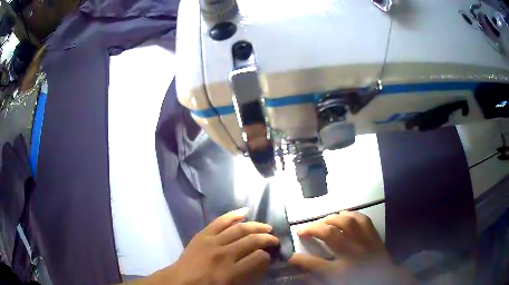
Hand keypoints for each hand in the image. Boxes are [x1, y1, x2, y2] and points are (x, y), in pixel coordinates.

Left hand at [141, 208, 277, 284]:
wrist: (181, 281)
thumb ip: (248, 274)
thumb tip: (262, 260)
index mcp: (230, 272)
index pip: (258, 258)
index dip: (267, 255)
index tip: (270, 255)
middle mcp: (223, 255)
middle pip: (251, 241)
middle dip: (266, 239)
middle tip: (274, 239)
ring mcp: (211, 242)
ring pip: (239, 229)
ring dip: (255, 226)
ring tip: (267, 227)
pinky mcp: (203, 234)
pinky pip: (220, 221)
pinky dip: (233, 215)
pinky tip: (245, 211)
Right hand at [289, 211, 414, 284]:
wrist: (385, 280)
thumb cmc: (358, 283)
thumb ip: (316, 280)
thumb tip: (299, 275)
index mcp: (340, 271)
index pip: (313, 263)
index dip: (298, 258)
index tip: (290, 256)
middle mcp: (352, 253)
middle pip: (329, 234)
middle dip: (313, 229)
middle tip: (303, 230)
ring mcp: (365, 242)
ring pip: (346, 222)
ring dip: (330, 219)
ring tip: (322, 222)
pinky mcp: (374, 236)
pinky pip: (363, 219)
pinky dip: (351, 214)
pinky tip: (343, 215)